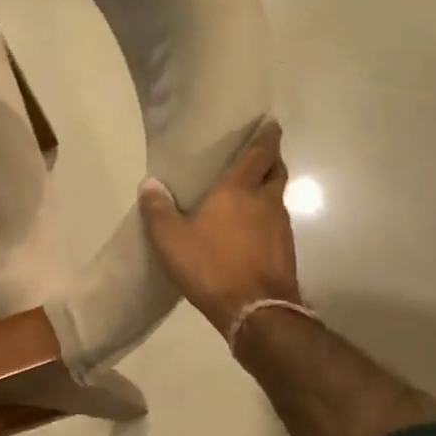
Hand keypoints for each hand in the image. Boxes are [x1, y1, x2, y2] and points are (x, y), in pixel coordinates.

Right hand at [139, 119, 301, 336]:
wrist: (256, 311)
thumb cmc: (211, 266)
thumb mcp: (172, 240)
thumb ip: (159, 211)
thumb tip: (149, 184)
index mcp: (239, 190)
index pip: (259, 153)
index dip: (266, 137)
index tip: (270, 125)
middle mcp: (266, 201)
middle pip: (277, 171)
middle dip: (272, 160)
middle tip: (259, 156)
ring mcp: (282, 227)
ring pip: (279, 197)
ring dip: (270, 190)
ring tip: (251, 193)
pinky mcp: (286, 250)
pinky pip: (279, 223)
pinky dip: (269, 218)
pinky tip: (253, 229)